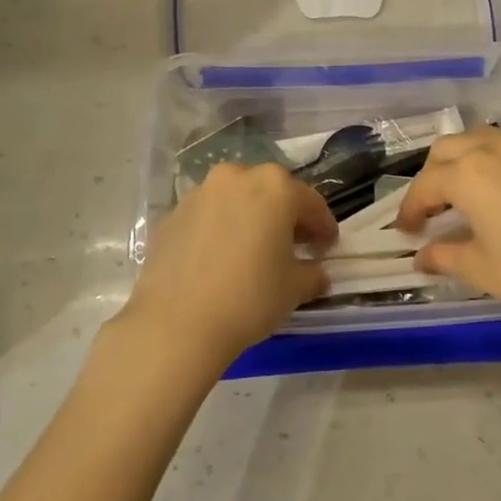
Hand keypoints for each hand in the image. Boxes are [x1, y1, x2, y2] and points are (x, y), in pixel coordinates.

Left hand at [119, 163, 336, 372]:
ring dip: (250, 219)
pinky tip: (219, 260)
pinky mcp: (173, 214)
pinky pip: (208, 216)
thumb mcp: (294, 288)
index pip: (311, 204)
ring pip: (236, 200)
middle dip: (285, 217)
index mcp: (275, 187)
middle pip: (271, 193)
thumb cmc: (249, 298)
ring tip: (253, 252)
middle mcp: (237, 177)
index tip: (327, 248)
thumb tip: (316, 272)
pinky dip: (219, 230)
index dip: (323, 228)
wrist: (176, 323)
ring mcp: (200, 192)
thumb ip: (313, 273)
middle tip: (293, 247)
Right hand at [399, 130, 500, 336]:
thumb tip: (421, 256)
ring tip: (466, 196)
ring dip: (465, 163)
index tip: (406, 232)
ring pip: (483, 141)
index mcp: (470, 174)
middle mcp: (496, 149)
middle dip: (432, 177)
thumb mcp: (483, 270)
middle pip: (449, 150)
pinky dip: (499, 166)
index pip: (425, 186)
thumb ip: (445, 256)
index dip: (410, 209)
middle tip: (432, 211)